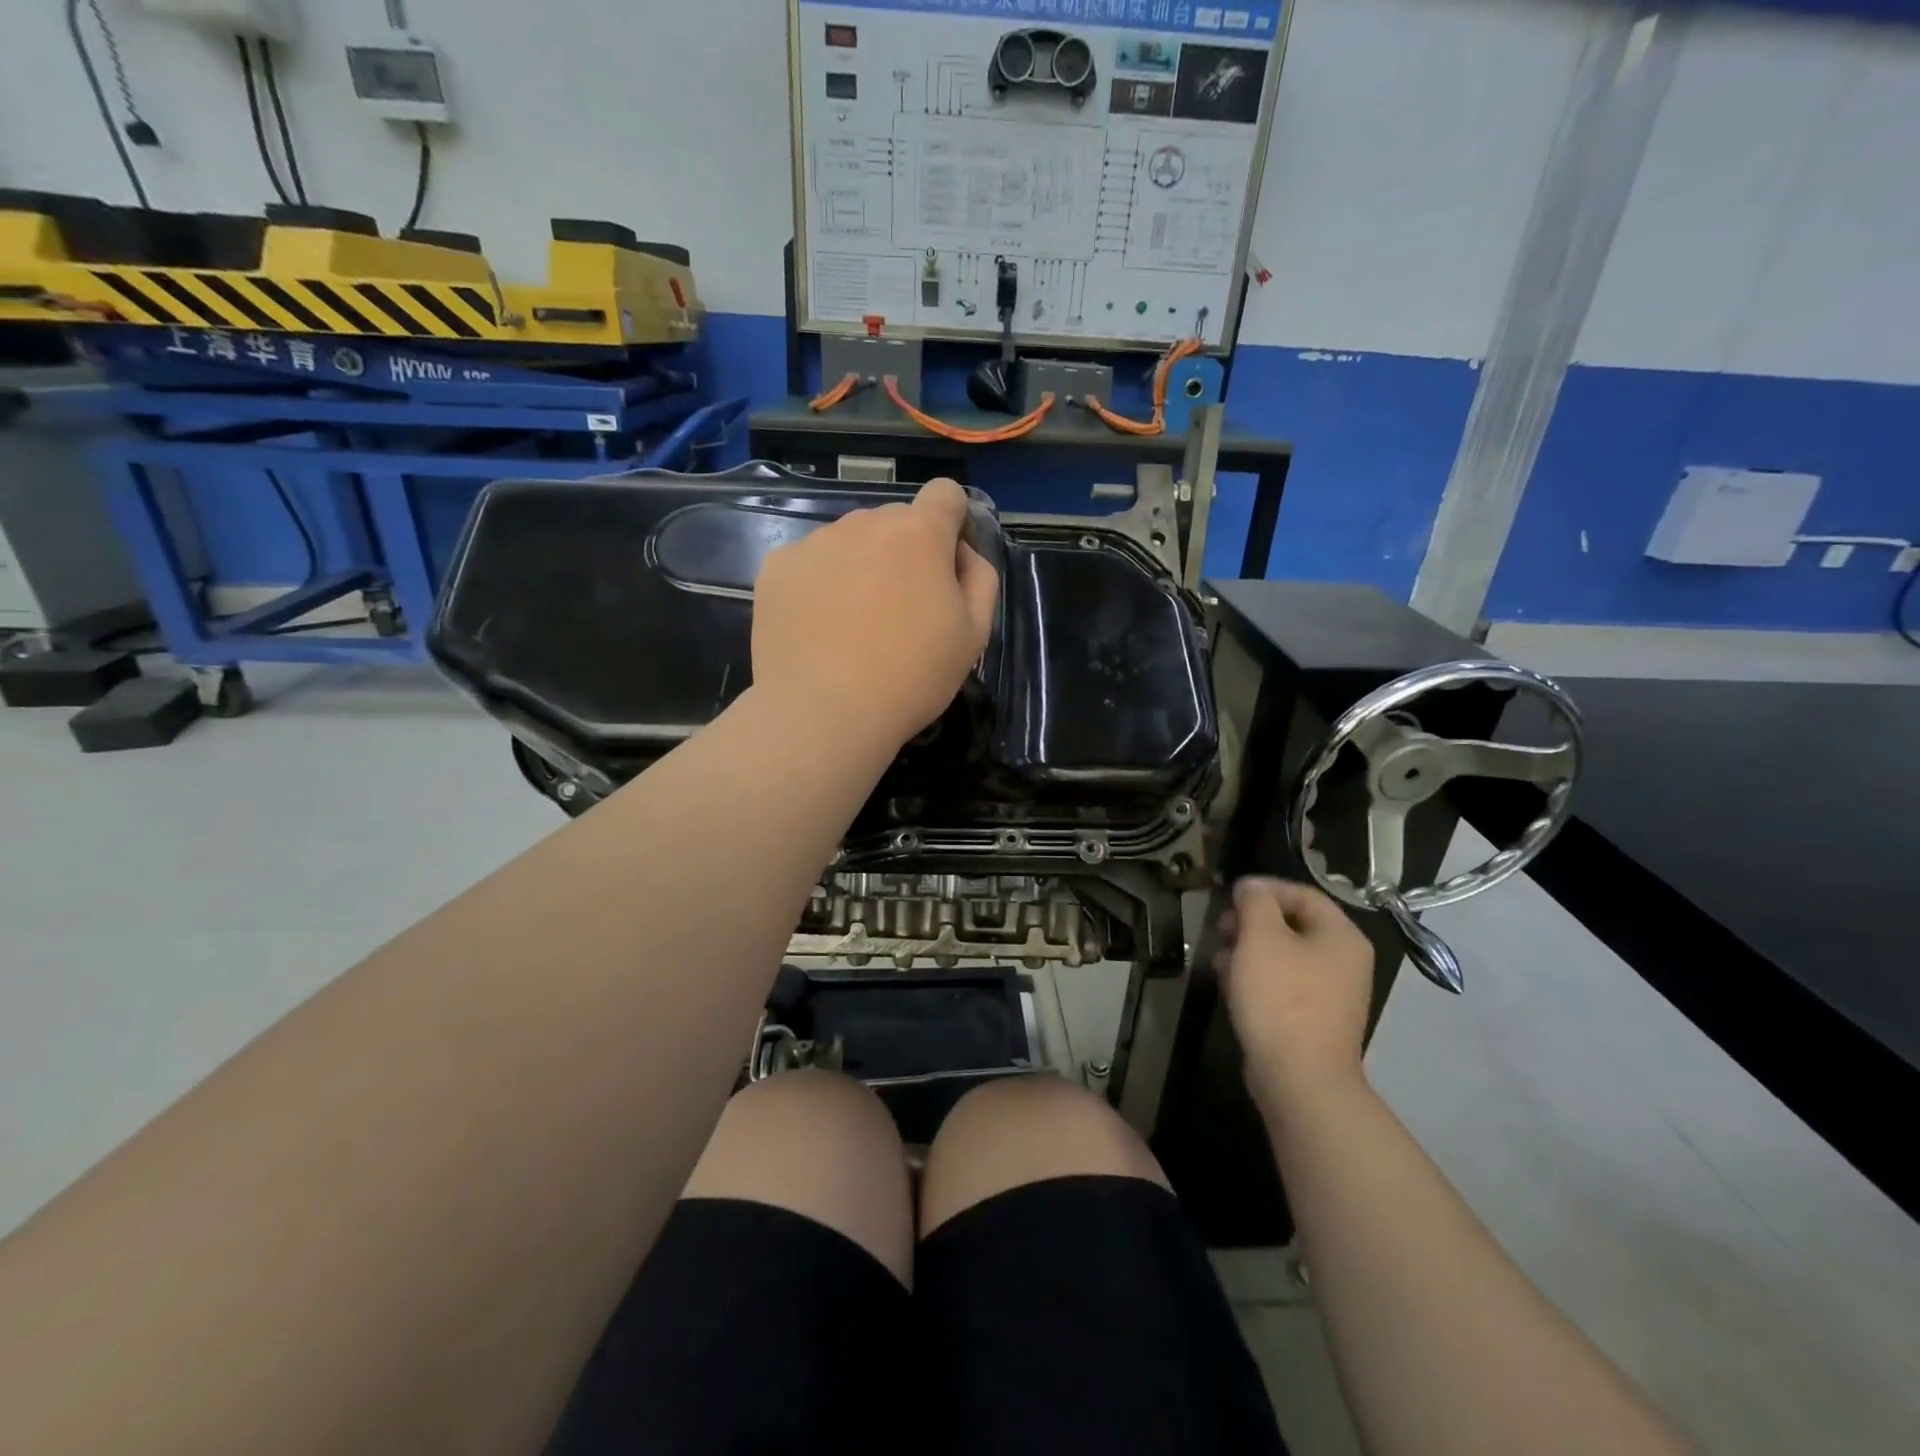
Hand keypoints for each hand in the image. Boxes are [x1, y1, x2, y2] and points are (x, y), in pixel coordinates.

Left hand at [751, 478, 998, 752]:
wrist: (824, 714)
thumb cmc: (912, 677)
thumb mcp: (974, 634)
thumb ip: (979, 578)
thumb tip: (960, 554)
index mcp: (919, 534)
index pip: (944, 493)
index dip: (951, 523)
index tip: (945, 565)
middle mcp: (864, 523)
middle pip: (894, 521)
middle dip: (904, 552)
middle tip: (900, 610)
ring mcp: (815, 542)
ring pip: (850, 540)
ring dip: (861, 565)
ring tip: (854, 624)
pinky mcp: (776, 567)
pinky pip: (811, 562)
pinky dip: (820, 584)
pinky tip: (819, 627)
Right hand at [1217, 877, 1374, 1114]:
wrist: (1299, 1079)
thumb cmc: (1281, 999)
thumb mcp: (1261, 938)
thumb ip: (1255, 902)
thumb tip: (1251, 887)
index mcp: (1341, 936)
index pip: (1302, 893)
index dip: (1263, 889)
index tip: (1228, 896)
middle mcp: (1344, 960)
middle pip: (1292, 923)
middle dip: (1251, 921)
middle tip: (1221, 928)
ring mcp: (1331, 992)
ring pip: (1283, 954)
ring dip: (1248, 949)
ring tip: (1219, 958)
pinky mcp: (1312, 1017)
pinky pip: (1282, 982)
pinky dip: (1256, 976)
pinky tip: (1229, 984)